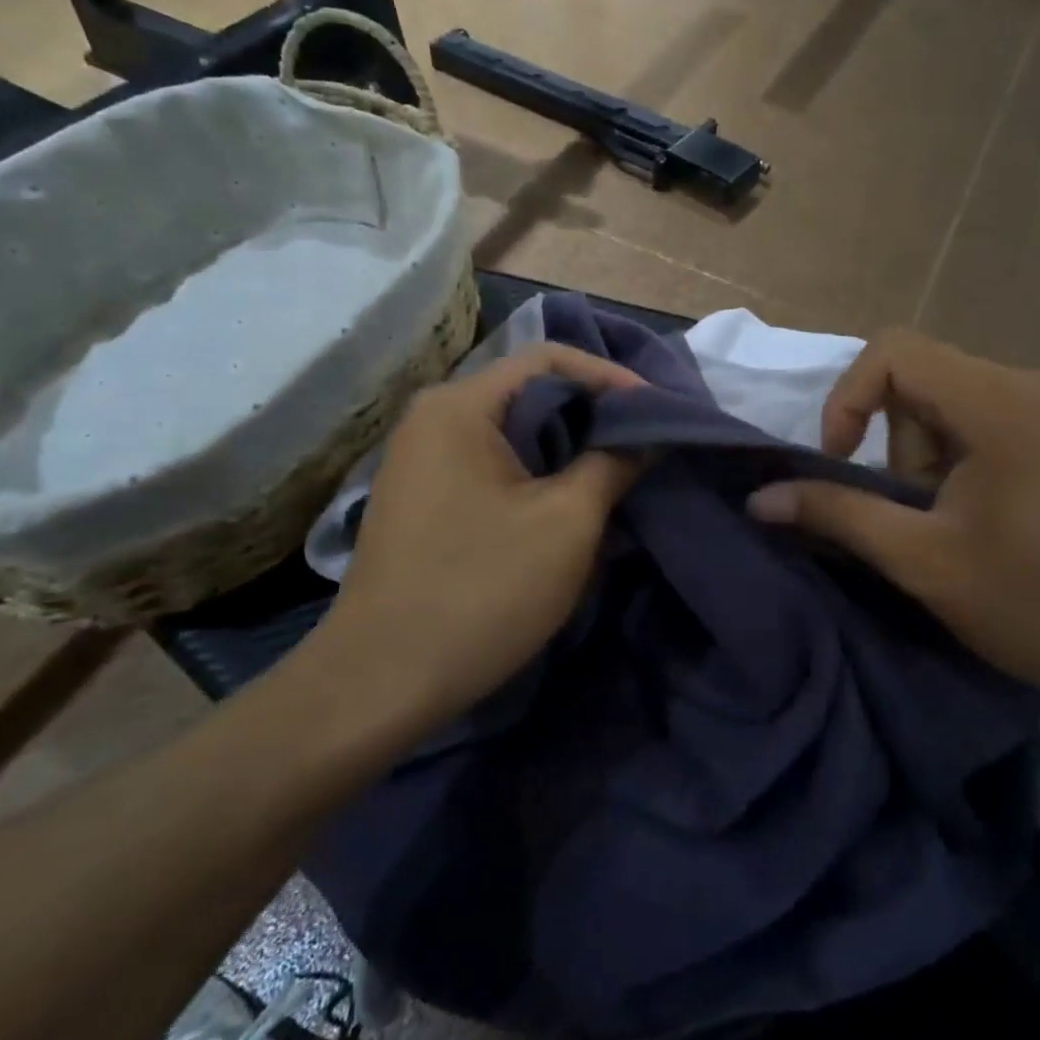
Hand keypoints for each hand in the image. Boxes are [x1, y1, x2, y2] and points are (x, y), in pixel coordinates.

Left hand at [310, 343, 644, 727]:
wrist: (379, 682)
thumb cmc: (480, 591)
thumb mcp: (566, 524)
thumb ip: (613, 464)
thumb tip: (647, 435)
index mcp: (461, 405)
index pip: (550, 357)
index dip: (612, 377)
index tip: (661, 412)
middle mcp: (434, 417)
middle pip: (530, 390)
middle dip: (594, 413)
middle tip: (647, 441)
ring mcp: (422, 458)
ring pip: (514, 430)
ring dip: (569, 446)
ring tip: (619, 471)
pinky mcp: (424, 497)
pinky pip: (493, 463)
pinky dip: (538, 471)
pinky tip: (570, 501)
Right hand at [747, 329, 1039, 718]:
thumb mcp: (925, 562)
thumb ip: (838, 515)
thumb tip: (760, 498)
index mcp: (1006, 403)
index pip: (895, 351)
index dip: (848, 399)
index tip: (841, 463)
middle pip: (928, 381)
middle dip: (901, 447)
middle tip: (919, 519)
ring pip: (961, 403)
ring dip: (935, 458)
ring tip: (961, 528)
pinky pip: (1001, 418)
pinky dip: (972, 458)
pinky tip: (999, 519)